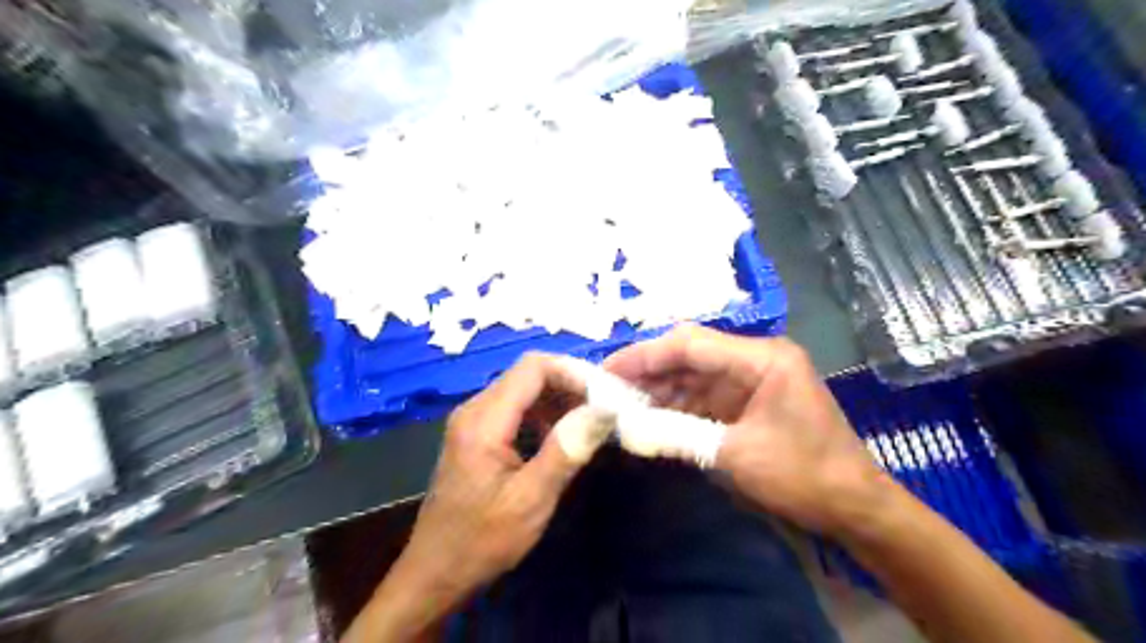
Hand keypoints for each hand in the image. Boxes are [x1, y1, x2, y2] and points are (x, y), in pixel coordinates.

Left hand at [344, 354, 583, 640]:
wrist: (435, 573)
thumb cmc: (482, 541)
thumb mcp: (531, 500)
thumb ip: (566, 449)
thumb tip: (604, 409)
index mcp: (484, 419)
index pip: (534, 367)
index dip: (573, 371)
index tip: (605, 394)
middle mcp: (474, 409)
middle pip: (528, 374)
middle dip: (570, 384)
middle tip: (604, 407)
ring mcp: (473, 420)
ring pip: (523, 389)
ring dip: (559, 399)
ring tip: (589, 422)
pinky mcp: (476, 434)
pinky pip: (515, 408)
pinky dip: (543, 413)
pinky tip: (560, 437)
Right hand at [608, 324, 883, 533]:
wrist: (854, 506)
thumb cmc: (804, 476)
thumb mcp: (735, 455)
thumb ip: (679, 434)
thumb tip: (627, 427)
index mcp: (762, 359)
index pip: (691, 344)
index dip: (645, 355)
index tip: (608, 370)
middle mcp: (756, 358)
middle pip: (690, 354)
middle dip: (648, 370)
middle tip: (608, 387)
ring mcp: (752, 378)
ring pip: (693, 374)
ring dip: (659, 389)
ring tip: (621, 403)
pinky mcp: (748, 399)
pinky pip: (704, 394)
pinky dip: (677, 405)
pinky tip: (650, 415)